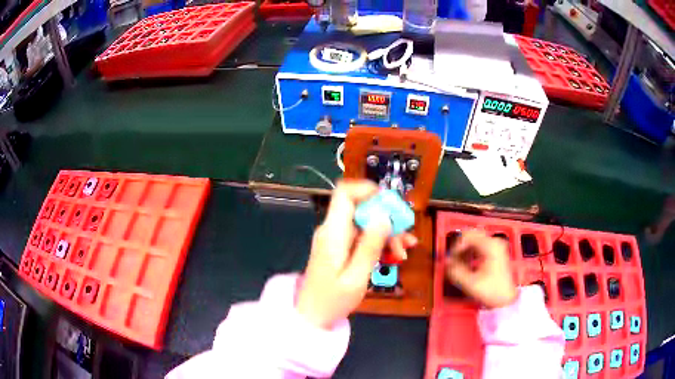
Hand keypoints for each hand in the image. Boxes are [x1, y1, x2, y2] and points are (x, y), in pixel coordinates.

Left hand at [297, 180, 417, 328]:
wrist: (312, 316)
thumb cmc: (332, 301)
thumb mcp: (356, 277)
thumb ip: (370, 246)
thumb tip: (384, 216)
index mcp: (333, 234)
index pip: (344, 194)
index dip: (367, 190)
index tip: (391, 203)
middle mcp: (332, 230)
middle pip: (361, 208)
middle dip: (387, 218)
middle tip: (406, 237)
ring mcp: (336, 238)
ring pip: (365, 222)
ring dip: (387, 232)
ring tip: (404, 250)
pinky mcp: (340, 247)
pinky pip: (362, 235)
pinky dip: (379, 241)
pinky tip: (395, 253)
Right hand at [445, 230, 517, 308]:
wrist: (507, 299)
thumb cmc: (491, 291)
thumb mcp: (471, 283)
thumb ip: (456, 271)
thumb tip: (445, 262)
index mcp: (490, 245)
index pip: (467, 236)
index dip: (455, 247)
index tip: (450, 260)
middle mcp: (494, 242)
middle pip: (471, 235)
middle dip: (459, 247)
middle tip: (452, 260)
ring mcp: (496, 246)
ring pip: (474, 240)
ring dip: (464, 250)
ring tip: (458, 264)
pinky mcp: (496, 252)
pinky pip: (479, 246)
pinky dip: (470, 252)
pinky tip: (467, 264)